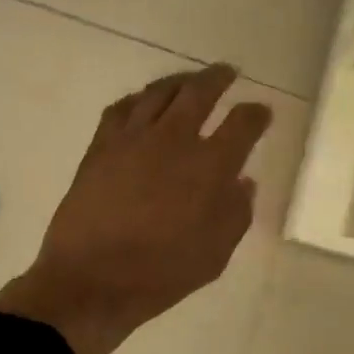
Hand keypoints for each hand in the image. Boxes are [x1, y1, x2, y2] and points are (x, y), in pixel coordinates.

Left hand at [0, 64, 272, 353]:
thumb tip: (243, 182)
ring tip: (188, 79)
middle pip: (200, 92)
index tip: (261, 112)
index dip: (256, 114)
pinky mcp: (101, 145)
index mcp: (209, 166)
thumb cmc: (161, 273)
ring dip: (179, 80)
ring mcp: (133, 138)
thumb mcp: (215, 254)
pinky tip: (142, 102)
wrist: (92, 280)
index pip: (242, 124)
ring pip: (159, 92)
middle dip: (218, 78)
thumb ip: (236, 213)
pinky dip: (138, 99)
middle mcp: (174, 140)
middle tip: (227, 72)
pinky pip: (121, 108)